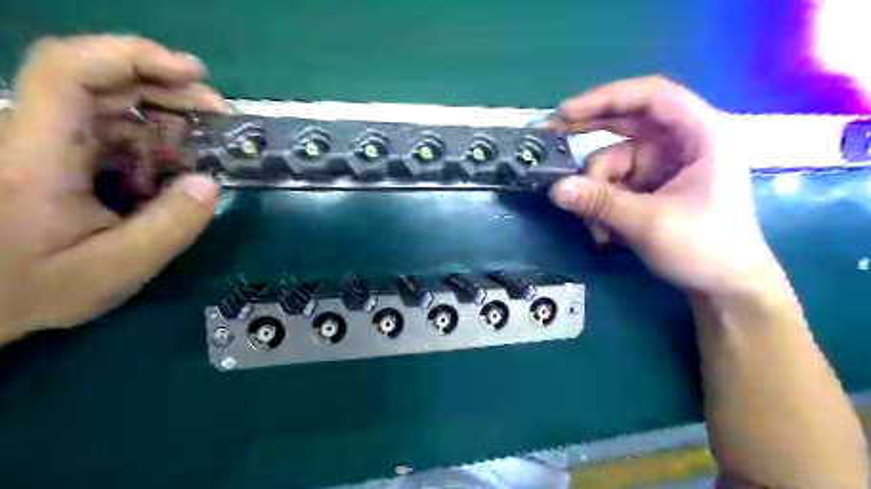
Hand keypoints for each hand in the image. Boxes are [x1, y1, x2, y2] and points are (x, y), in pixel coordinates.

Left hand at [0, 35, 230, 342]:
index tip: (194, 73)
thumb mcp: (113, 269)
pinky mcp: (61, 157)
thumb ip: (168, 228)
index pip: (70, 71)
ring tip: (207, 149)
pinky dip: (154, 145)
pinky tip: (176, 172)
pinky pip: (113, 134)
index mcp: (37, 155)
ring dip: (168, 120)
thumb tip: (211, 183)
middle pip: (102, 81)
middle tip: (221, 117)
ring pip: (112, 106)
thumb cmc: (30, 288)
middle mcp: (36, 136)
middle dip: (170, 90)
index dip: (134, 56)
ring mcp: (48, 145)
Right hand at [549, 76, 782, 294]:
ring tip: (598, 231)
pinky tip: (606, 234)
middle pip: (625, 124)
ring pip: (611, 164)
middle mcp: (679, 143)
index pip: (652, 96)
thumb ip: (600, 202)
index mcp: (701, 134)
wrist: (725, 287)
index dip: (606, 98)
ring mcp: (662, 166)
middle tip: (550, 138)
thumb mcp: (649, 223)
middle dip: (587, 135)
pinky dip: (602, 206)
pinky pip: (613, 185)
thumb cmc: (705, 248)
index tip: (566, 113)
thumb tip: (555, 188)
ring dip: (596, 195)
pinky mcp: (650, 187)